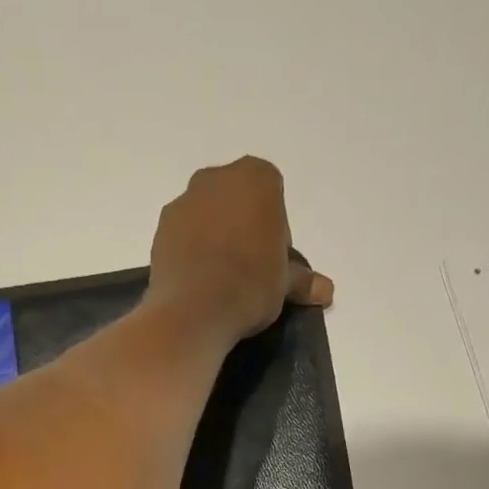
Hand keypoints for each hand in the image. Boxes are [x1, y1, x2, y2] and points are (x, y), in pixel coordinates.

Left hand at [148, 157, 334, 343]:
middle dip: (243, 229)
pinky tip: (197, 282)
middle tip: (247, 272)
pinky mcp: (161, 228)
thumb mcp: (283, 286)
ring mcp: (185, 200)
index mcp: (257, 177)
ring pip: (208, 216)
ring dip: (215, 239)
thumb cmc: (249, 287)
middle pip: (238, 202)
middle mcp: (218, 177)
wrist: (193, 311)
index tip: (271, 265)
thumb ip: (302, 281)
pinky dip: (191, 251)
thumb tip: (327, 291)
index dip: (275, 234)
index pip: (274, 201)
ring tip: (219, 281)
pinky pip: (184, 235)